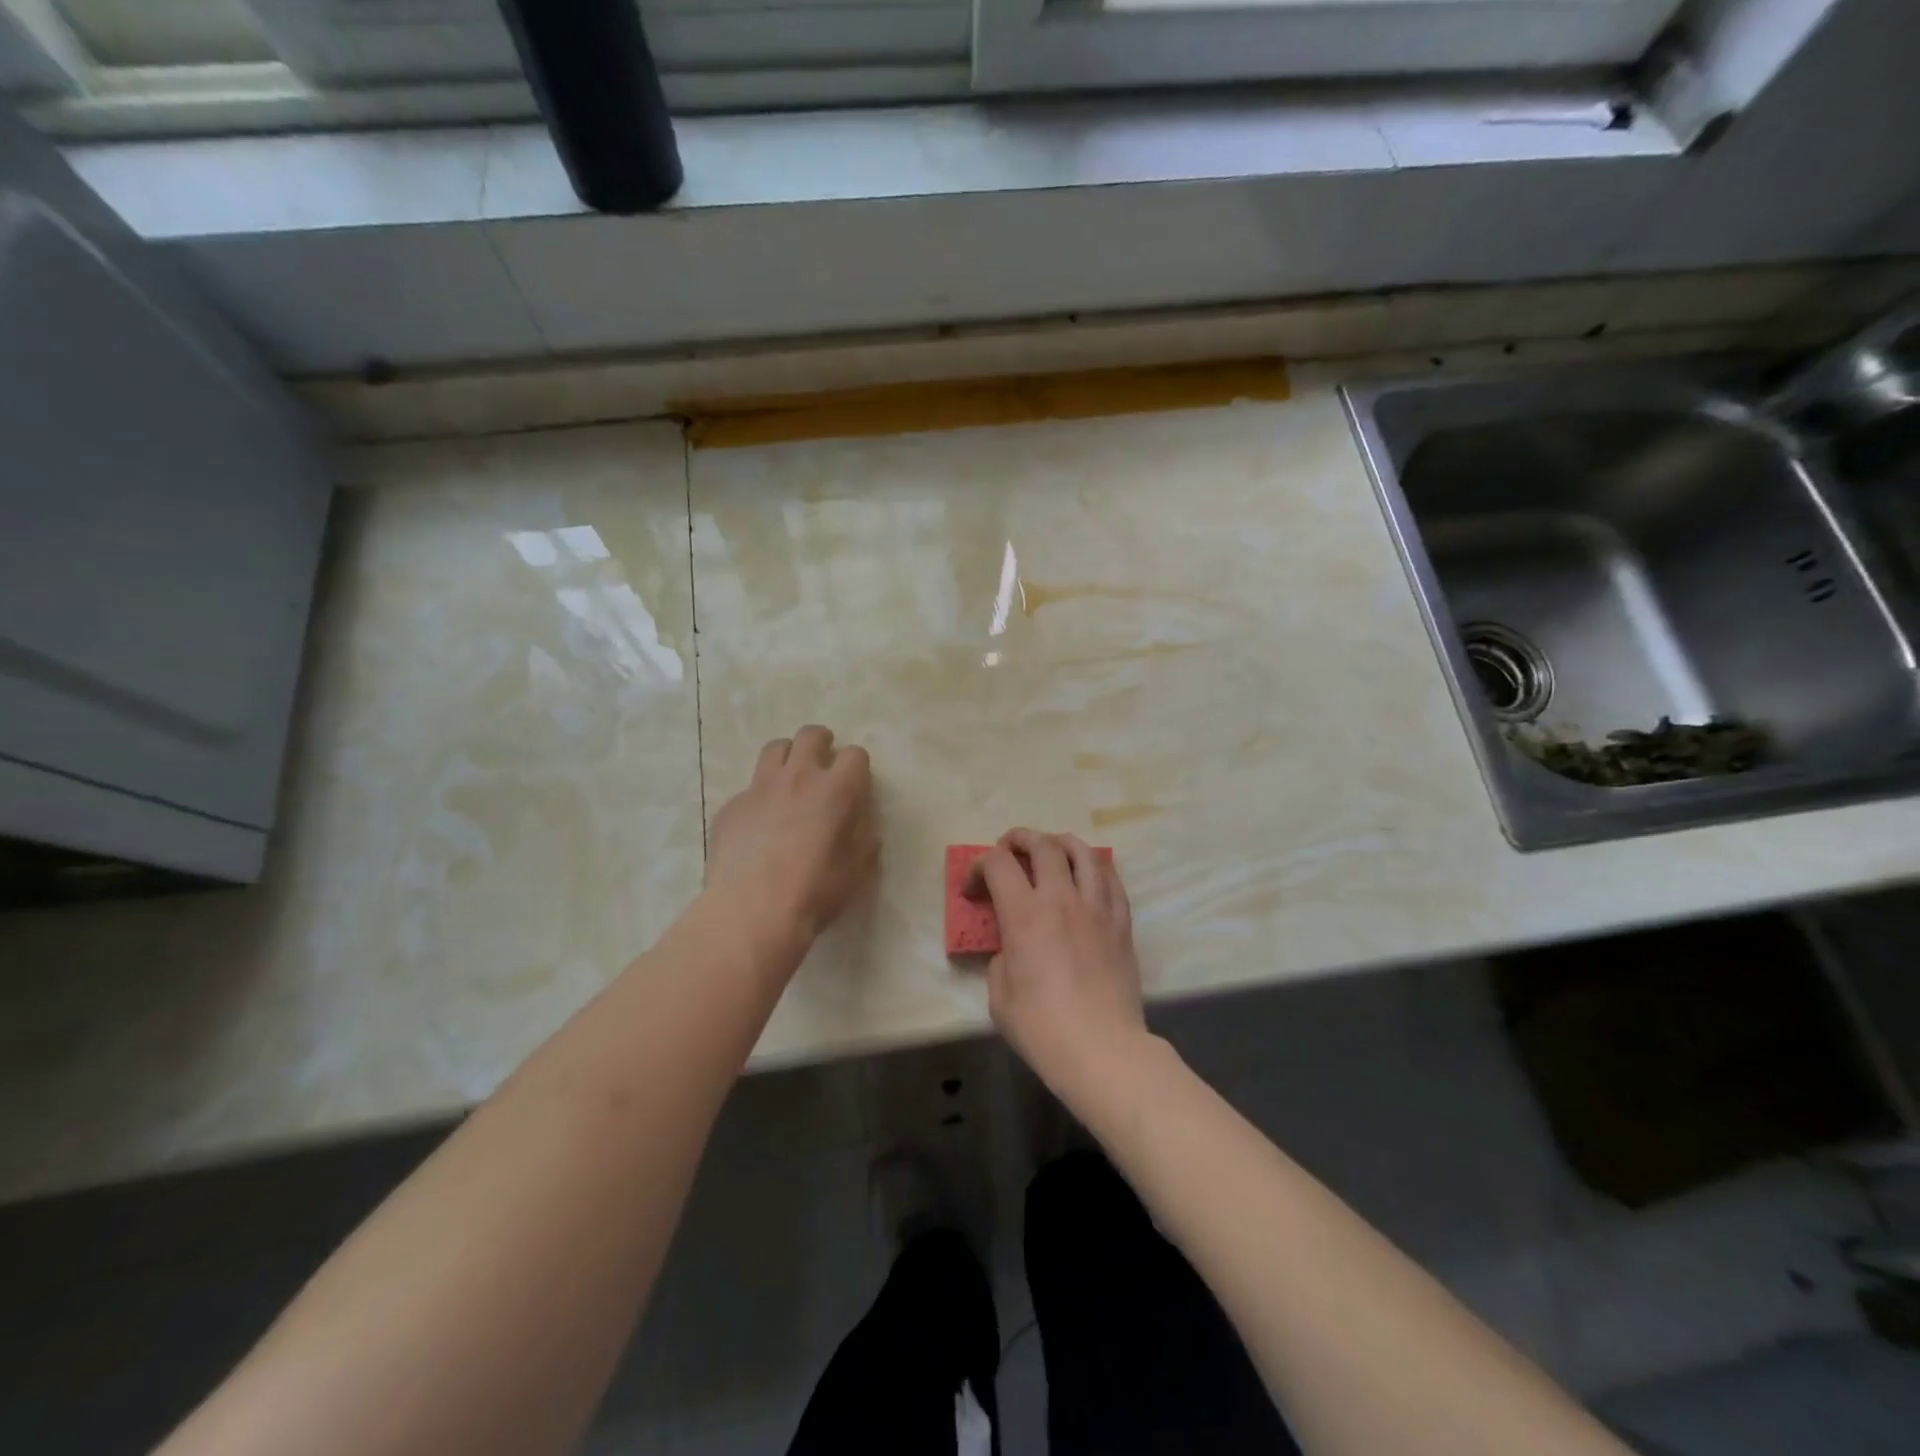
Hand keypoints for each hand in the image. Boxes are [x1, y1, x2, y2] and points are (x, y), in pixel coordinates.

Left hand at [706, 725, 878, 955]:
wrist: (751, 912)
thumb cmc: (814, 892)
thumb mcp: (856, 870)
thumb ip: (864, 838)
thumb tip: (863, 823)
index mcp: (835, 790)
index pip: (854, 755)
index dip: (858, 767)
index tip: (856, 783)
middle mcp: (797, 777)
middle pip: (810, 736)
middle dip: (822, 742)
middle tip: (824, 761)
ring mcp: (759, 789)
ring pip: (774, 749)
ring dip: (788, 756)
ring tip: (790, 778)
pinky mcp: (731, 806)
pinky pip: (749, 788)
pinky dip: (760, 796)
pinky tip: (759, 823)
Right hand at [967, 828, 1149, 1108]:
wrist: (1102, 1049)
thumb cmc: (1042, 1027)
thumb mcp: (999, 994)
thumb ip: (1000, 957)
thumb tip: (1012, 946)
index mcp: (1025, 914)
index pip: (998, 863)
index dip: (979, 865)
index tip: (974, 887)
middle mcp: (1061, 899)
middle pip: (1042, 845)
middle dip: (1019, 839)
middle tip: (1008, 850)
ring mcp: (1096, 907)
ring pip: (1082, 852)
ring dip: (1060, 842)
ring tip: (1050, 850)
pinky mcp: (1121, 922)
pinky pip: (1111, 879)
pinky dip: (1094, 866)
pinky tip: (1087, 874)